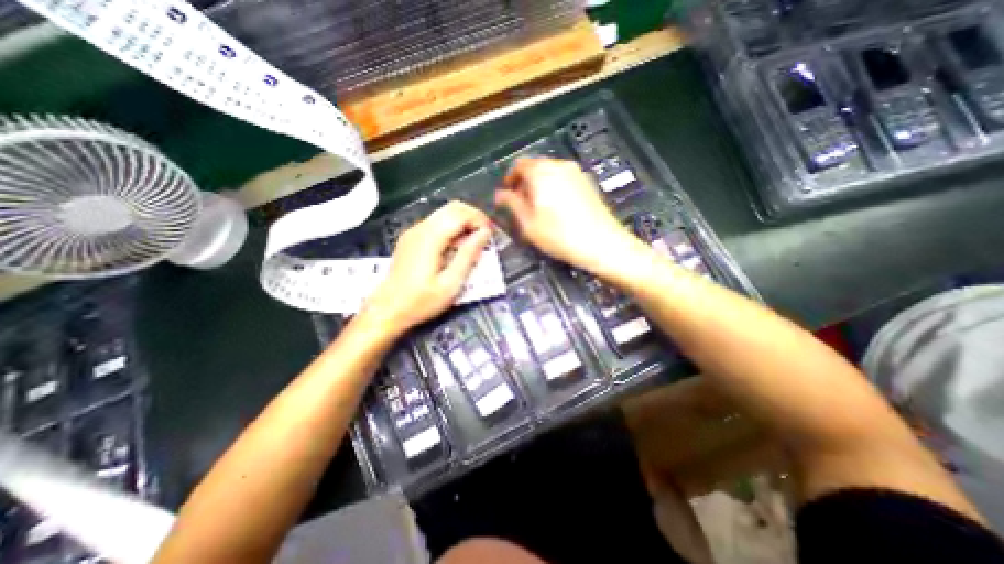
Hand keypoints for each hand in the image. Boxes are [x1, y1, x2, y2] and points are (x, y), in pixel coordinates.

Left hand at [363, 199, 493, 333]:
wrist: (387, 310)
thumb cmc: (421, 301)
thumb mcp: (451, 284)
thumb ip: (468, 255)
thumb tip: (484, 233)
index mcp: (430, 238)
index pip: (460, 213)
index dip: (480, 220)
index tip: (491, 236)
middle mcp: (420, 228)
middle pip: (452, 208)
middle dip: (473, 217)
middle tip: (485, 237)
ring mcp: (413, 232)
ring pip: (444, 213)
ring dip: (463, 222)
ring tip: (474, 242)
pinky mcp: (410, 239)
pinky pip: (435, 223)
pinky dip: (451, 228)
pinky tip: (456, 247)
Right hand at [498, 157, 637, 272]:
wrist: (602, 244)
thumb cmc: (560, 235)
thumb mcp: (528, 223)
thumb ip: (512, 204)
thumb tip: (500, 195)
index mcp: (542, 172)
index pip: (519, 166)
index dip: (509, 180)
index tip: (507, 196)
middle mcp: (559, 166)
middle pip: (535, 167)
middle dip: (524, 183)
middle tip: (520, 205)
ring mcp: (576, 173)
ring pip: (550, 173)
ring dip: (539, 186)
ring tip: (537, 209)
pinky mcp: (587, 183)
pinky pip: (563, 179)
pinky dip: (554, 188)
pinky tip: (555, 209)